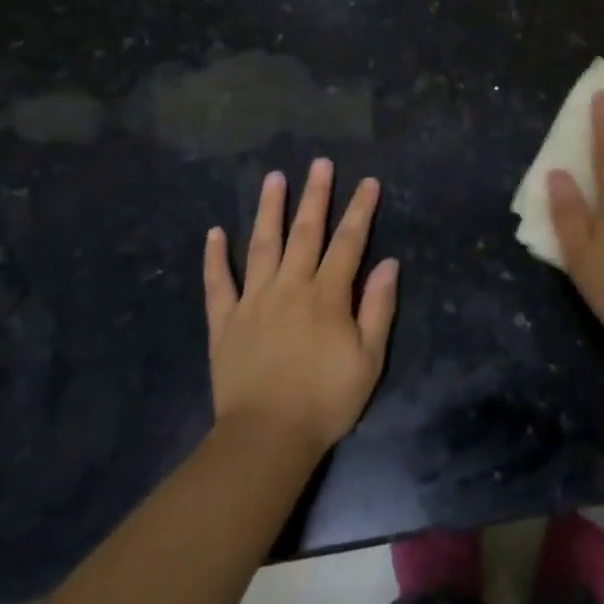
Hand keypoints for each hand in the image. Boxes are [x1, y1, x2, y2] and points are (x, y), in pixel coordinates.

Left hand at [203, 160, 399, 458]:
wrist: (265, 440)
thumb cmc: (325, 401)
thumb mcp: (368, 360)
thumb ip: (379, 308)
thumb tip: (389, 263)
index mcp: (327, 295)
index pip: (348, 242)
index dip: (360, 210)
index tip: (368, 182)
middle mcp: (290, 287)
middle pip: (306, 232)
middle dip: (316, 195)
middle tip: (321, 163)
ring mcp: (254, 301)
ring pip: (262, 245)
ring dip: (270, 210)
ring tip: (274, 178)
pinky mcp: (225, 322)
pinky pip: (218, 284)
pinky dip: (215, 258)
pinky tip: (214, 233)